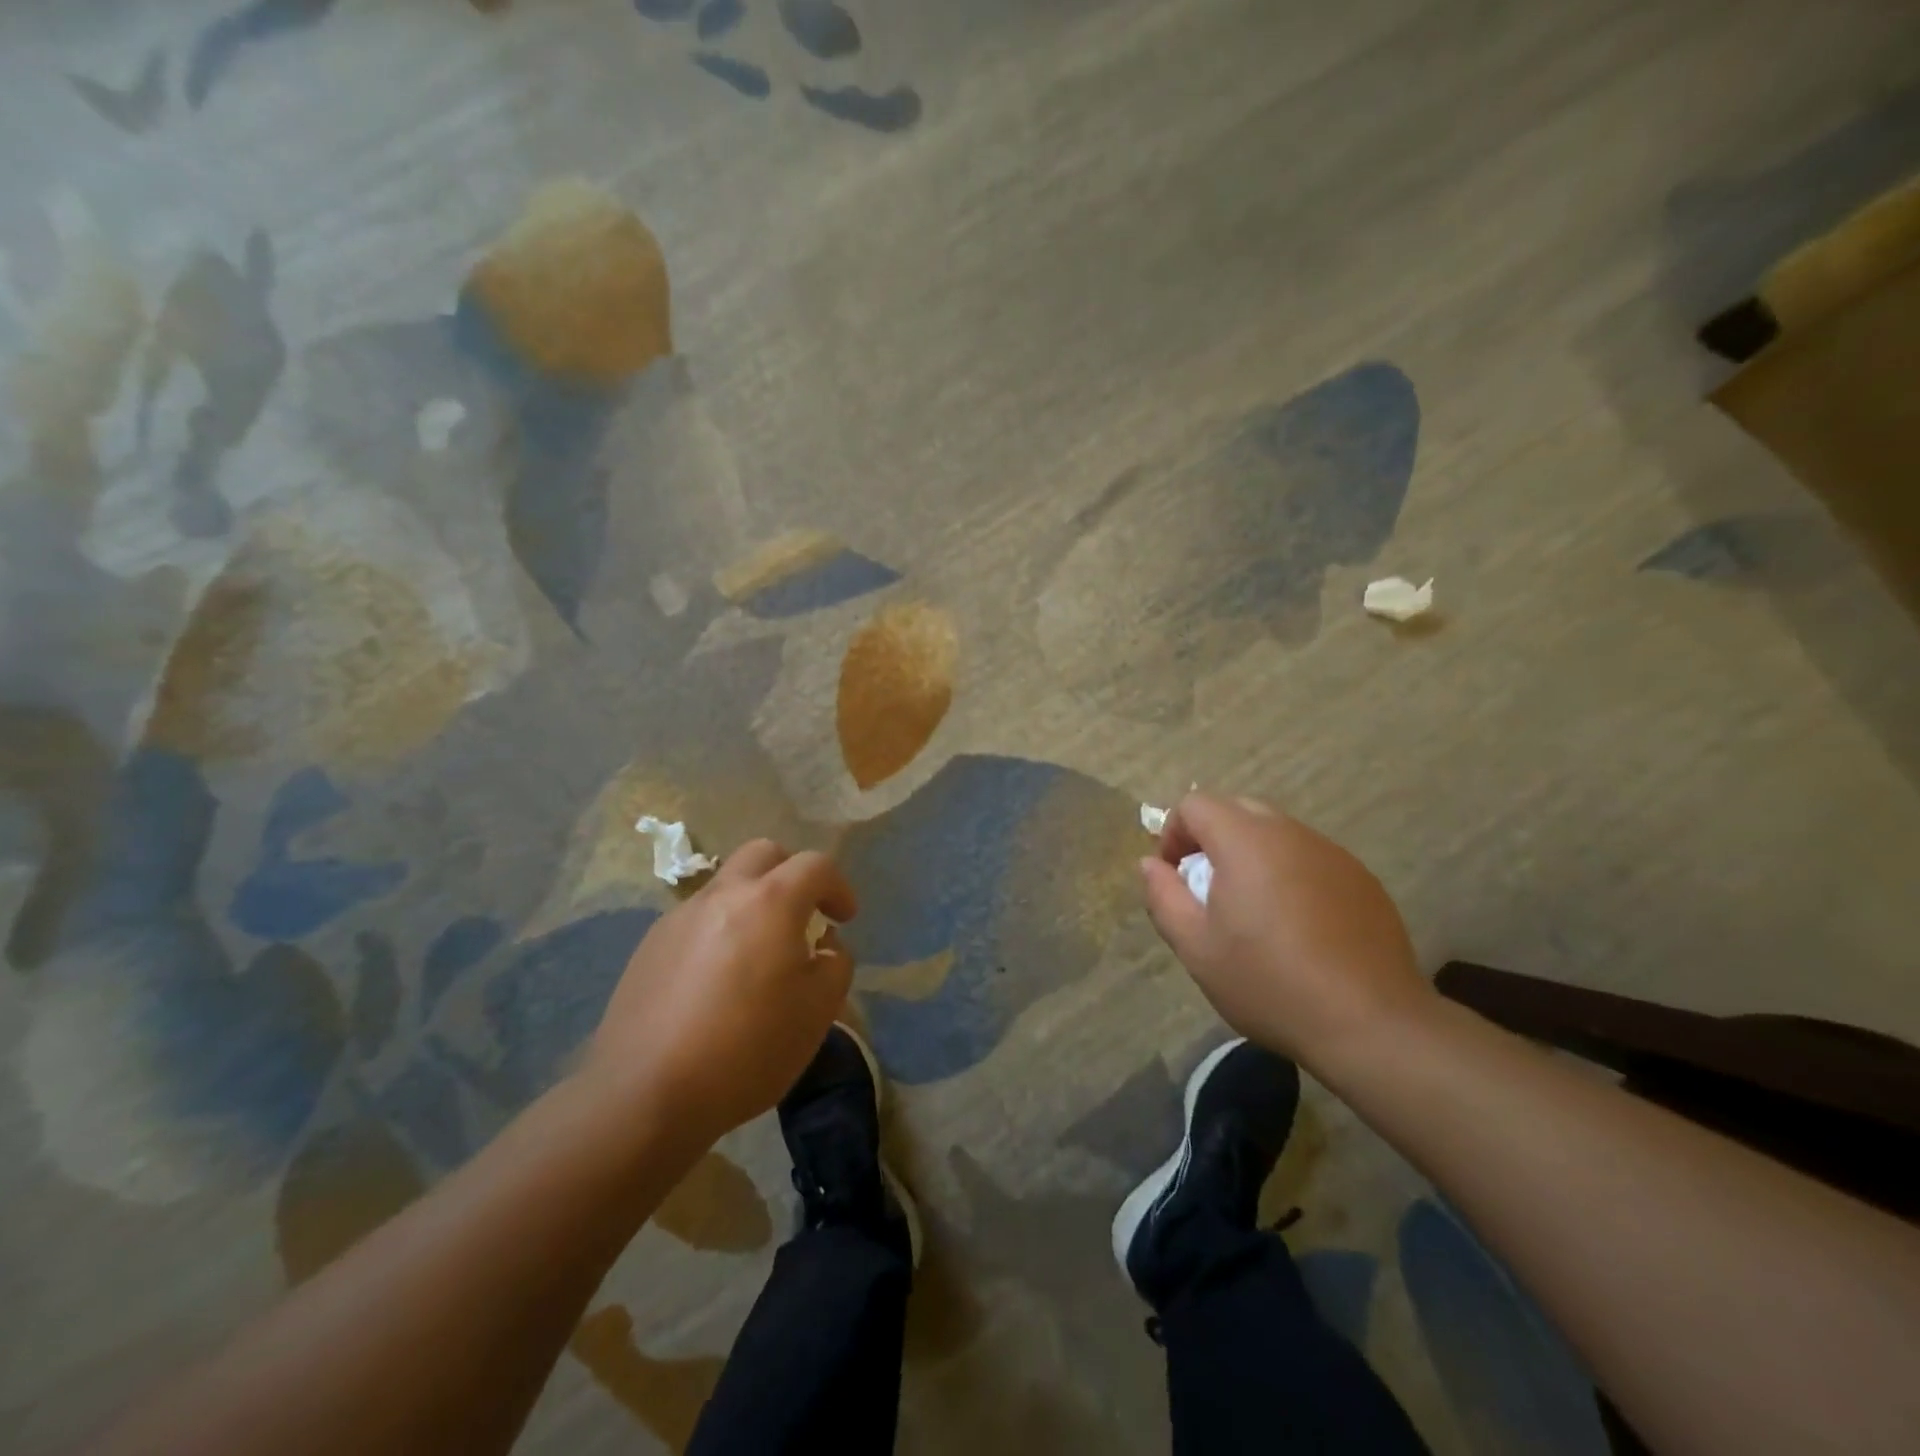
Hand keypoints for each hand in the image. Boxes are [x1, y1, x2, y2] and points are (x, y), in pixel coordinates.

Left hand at [581, 841, 857, 1147]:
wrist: (645, 1093)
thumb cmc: (747, 1048)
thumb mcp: (819, 1011)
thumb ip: (835, 964)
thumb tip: (824, 945)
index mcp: (770, 902)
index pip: (815, 865)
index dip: (838, 886)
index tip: (845, 918)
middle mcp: (723, 895)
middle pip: (763, 853)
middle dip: (791, 873)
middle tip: (802, 915)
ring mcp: (680, 918)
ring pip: (726, 886)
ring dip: (752, 903)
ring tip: (758, 955)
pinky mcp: (650, 946)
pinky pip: (697, 920)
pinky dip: (719, 931)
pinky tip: (716, 982)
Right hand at [1141, 794, 1435, 1073]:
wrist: (1370, 1023)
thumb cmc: (1269, 982)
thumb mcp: (1196, 948)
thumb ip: (1164, 897)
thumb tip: (1150, 865)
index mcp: (1246, 841)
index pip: (1195, 804)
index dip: (1173, 833)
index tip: (1173, 876)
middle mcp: (1291, 833)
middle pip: (1237, 810)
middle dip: (1210, 840)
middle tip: (1206, 890)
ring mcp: (1332, 853)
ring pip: (1276, 834)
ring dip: (1251, 857)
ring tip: (1251, 912)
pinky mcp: (1361, 879)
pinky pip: (1309, 858)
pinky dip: (1288, 875)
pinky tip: (1296, 927)